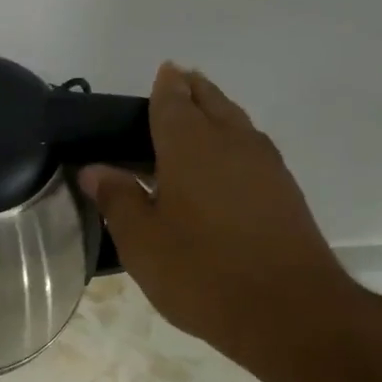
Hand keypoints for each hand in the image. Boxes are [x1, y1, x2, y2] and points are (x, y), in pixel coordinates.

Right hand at [80, 63, 353, 372]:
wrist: (287, 310)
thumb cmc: (200, 272)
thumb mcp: (141, 241)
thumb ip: (117, 199)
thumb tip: (94, 169)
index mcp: (190, 147)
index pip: (173, 102)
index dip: (165, 86)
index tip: (162, 72)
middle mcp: (232, 143)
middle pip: (212, 102)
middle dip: (194, 89)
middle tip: (178, 83)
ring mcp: (265, 166)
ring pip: (237, 123)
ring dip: (218, 111)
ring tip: (199, 115)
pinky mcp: (285, 191)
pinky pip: (253, 148)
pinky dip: (234, 140)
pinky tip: (225, 163)